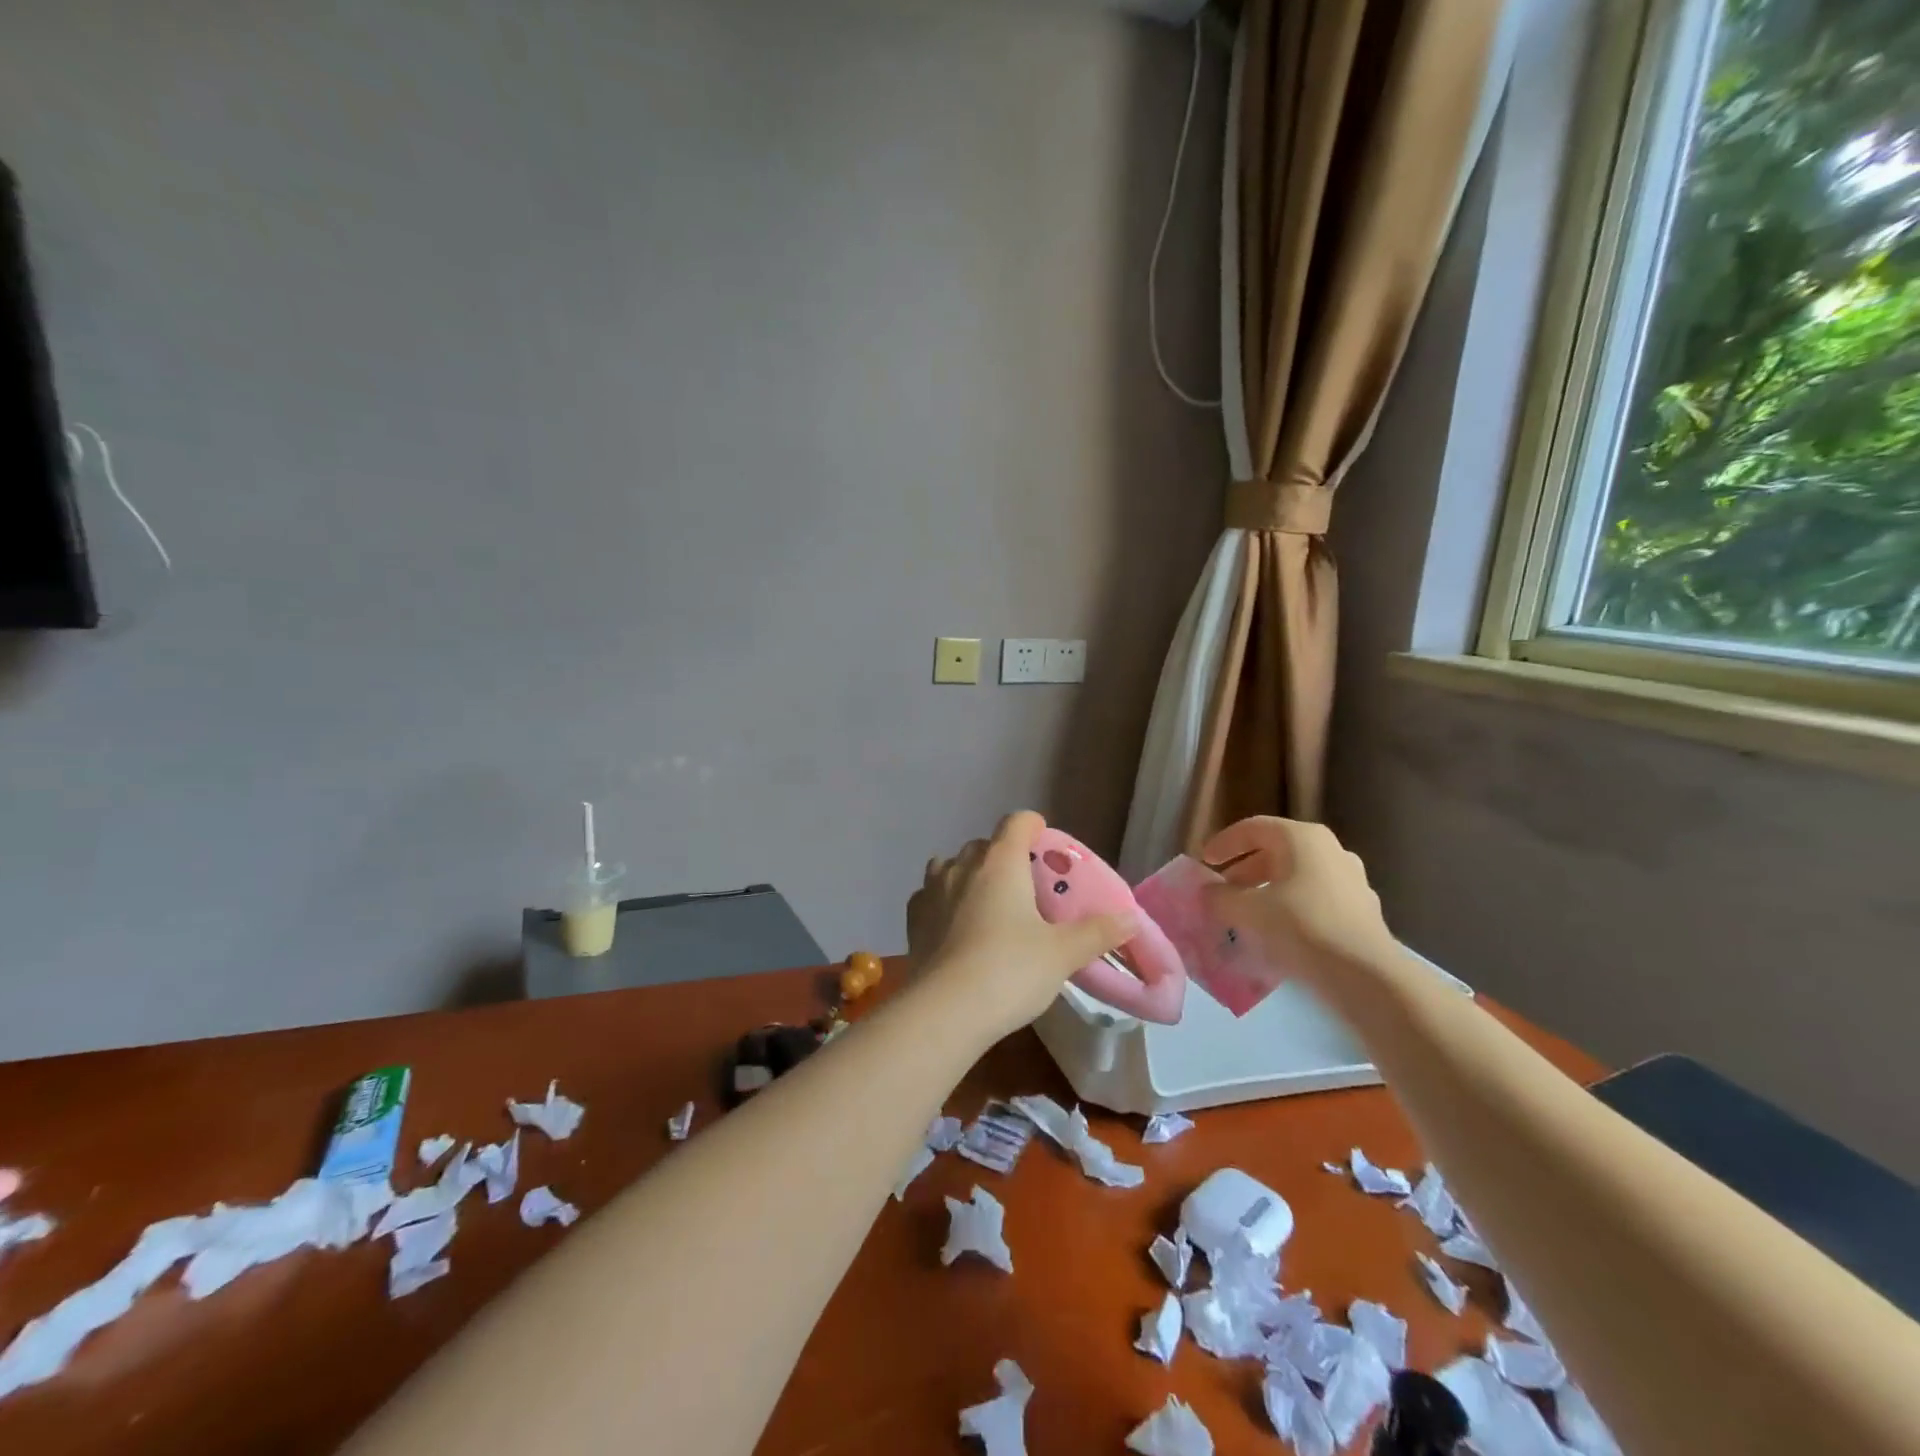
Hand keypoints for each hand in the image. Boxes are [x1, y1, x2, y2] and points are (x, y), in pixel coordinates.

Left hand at [908, 811, 1134, 1039]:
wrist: (944, 1011)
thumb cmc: (1009, 971)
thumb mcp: (1062, 953)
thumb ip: (1098, 932)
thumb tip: (1130, 917)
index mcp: (1000, 862)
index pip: (1017, 822)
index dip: (1034, 827)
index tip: (1046, 848)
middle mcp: (962, 865)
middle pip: (986, 845)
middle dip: (1005, 859)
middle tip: (1026, 891)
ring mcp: (932, 890)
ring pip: (952, 866)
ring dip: (970, 877)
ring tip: (988, 908)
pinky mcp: (913, 918)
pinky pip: (931, 895)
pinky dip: (945, 902)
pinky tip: (956, 928)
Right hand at [1200, 817, 1397, 989]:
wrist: (1366, 976)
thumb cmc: (1301, 928)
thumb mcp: (1246, 911)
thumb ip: (1219, 897)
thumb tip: (1208, 891)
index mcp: (1303, 838)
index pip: (1254, 828)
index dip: (1224, 843)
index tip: (1204, 862)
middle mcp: (1331, 851)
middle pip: (1277, 852)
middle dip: (1245, 871)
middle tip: (1222, 892)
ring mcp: (1352, 881)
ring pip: (1297, 878)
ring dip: (1267, 892)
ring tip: (1246, 916)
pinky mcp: (1362, 912)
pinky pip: (1316, 902)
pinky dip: (1291, 911)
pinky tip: (1277, 936)